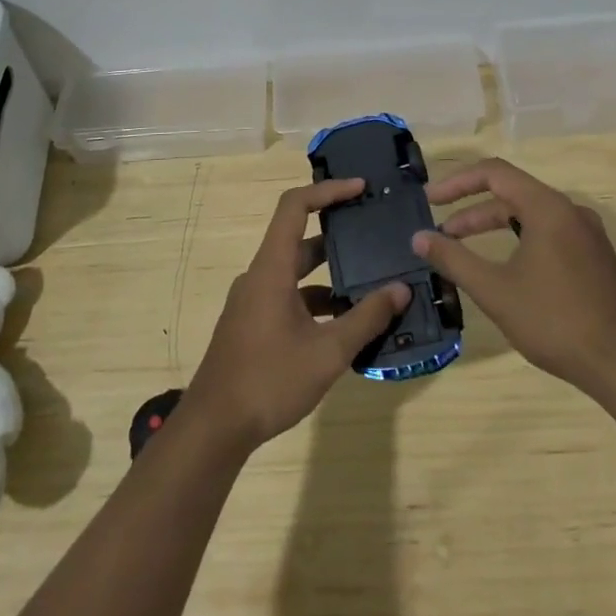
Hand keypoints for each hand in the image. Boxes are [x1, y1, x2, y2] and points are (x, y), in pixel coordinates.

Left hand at [183, 179, 409, 453]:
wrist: (214, 428)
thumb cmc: (269, 381)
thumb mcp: (327, 353)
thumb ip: (366, 318)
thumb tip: (401, 289)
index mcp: (271, 269)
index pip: (295, 207)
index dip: (328, 190)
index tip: (360, 188)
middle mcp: (259, 276)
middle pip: (299, 238)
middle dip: (337, 231)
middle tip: (373, 231)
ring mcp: (253, 300)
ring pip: (296, 271)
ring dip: (330, 272)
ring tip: (371, 278)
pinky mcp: (253, 323)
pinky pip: (289, 296)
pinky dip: (317, 299)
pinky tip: (346, 321)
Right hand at [412, 158, 615, 397]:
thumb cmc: (555, 321)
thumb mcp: (495, 290)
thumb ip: (453, 259)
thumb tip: (419, 237)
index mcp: (548, 208)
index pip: (494, 173)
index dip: (457, 182)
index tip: (430, 200)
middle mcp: (570, 211)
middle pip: (512, 194)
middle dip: (472, 211)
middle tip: (441, 232)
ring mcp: (587, 234)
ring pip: (530, 216)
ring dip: (494, 227)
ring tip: (464, 249)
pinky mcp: (595, 258)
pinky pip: (549, 234)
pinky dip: (519, 240)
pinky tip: (505, 269)